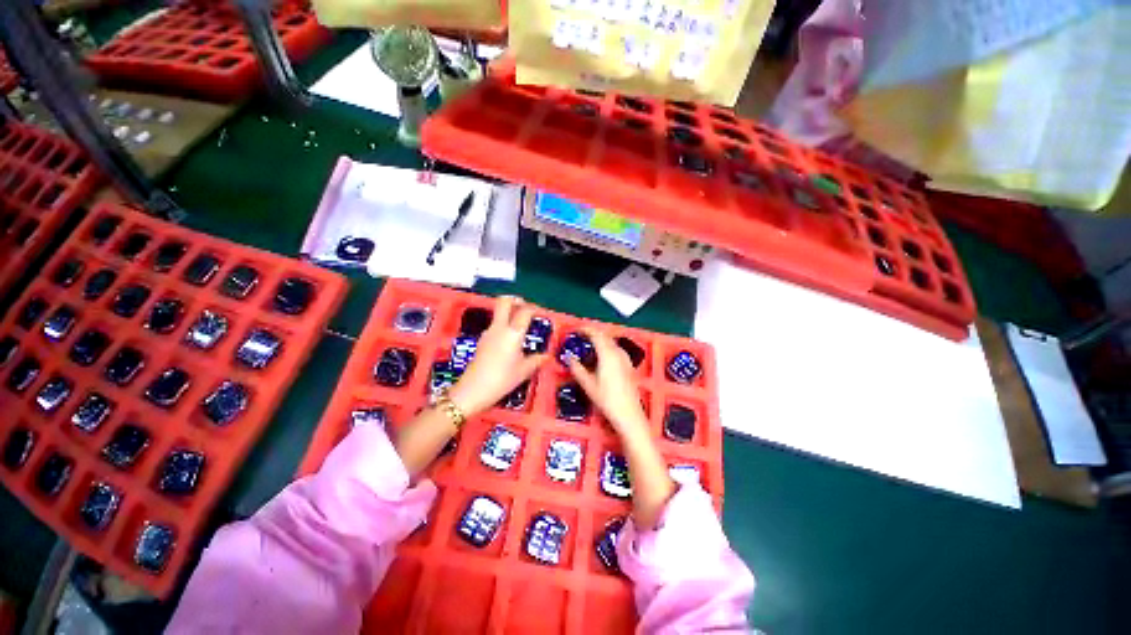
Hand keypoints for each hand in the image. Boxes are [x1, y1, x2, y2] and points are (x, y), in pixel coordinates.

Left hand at [448, 296, 547, 416]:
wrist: (473, 390)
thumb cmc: (502, 379)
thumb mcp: (524, 371)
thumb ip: (537, 360)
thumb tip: (547, 356)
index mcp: (513, 332)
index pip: (525, 311)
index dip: (534, 308)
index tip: (541, 313)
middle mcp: (499, 327)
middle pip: (504, 301)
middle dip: (516, 300)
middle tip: (526, 307)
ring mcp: (488, 332)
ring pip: (498, 313)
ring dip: (509, 312)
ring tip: (520, 325)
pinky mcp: (482, 340)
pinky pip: (495, 325)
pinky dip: (504, 324)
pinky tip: (510, 339)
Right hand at [567, 327, 648, 436]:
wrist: (628, 413)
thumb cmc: (607, 399)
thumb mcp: (588, 384)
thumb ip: (577, 368)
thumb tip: (569, 358)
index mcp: (607, 354)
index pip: (596, 334)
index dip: (586, 329)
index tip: (577, 329)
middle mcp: (618, 353)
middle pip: (605, 336)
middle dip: (593, 333)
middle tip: (582, 336)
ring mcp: (625, 359)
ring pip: (611, 342)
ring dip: (601, 340)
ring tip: (590, 345)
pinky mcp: (629, 365)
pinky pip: (616, 349)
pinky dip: (607, 347)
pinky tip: (602, 356)